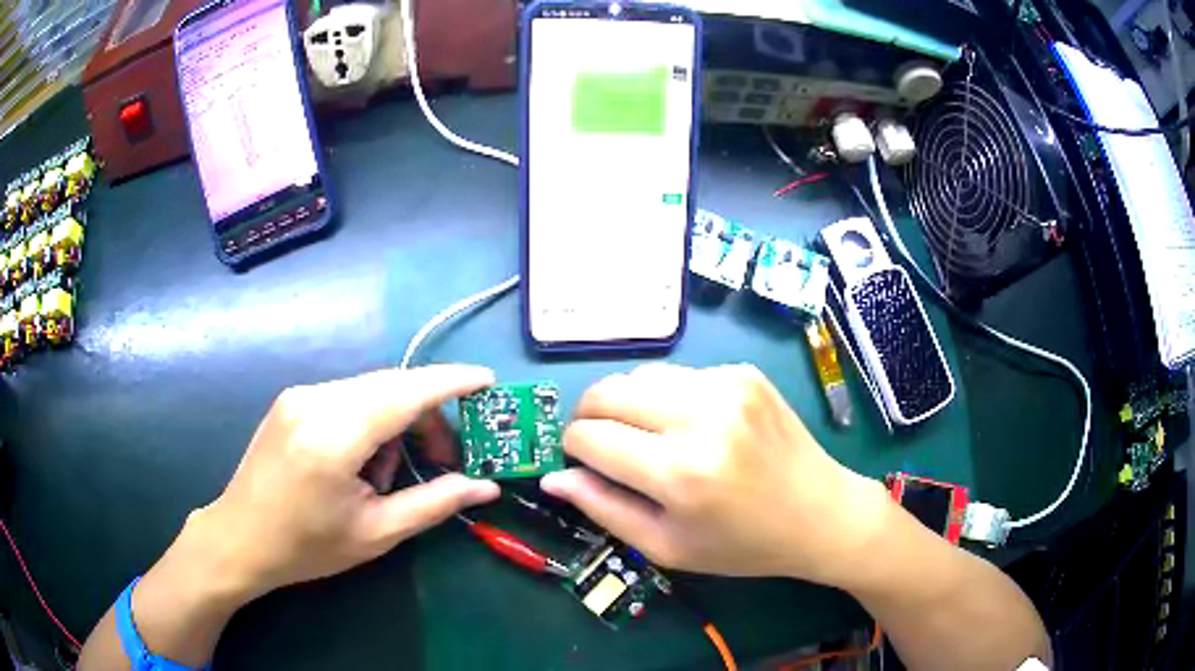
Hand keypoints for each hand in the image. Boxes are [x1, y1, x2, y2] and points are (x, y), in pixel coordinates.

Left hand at [189, 365, 499, 599]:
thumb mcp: (376, 533)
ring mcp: (300, 395)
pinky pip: (349, 396)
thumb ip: (434, 503)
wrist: (240, 538)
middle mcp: (316, 400)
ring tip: (390, 474)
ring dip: (397, 422)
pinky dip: (371, 421)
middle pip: (393, 387)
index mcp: (334, 436)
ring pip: (372, 391)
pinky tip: (363, 460)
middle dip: (428, 416)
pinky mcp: (292, 399)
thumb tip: (486, 487)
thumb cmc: (307, 546)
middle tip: (448, 460)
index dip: (451, 383)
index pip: (406, 392)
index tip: (488, 382)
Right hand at [541, 364, 890, 585]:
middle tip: (602, 445)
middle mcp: (701, 416)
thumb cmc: (741, 544)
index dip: (572, 449)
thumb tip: (554, 477)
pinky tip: (691, 426)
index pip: (589, 437)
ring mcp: (725, 385)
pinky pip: (679, 375)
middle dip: (589, 417)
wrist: (819, 513)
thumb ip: (604, 508)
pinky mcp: (742, 371)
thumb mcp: (666, 546)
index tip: (581, 463)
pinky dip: (667, 398)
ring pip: (638, 376)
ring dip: (627, 404)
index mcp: (680, 472)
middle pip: (606, 391)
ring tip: (648, 437)